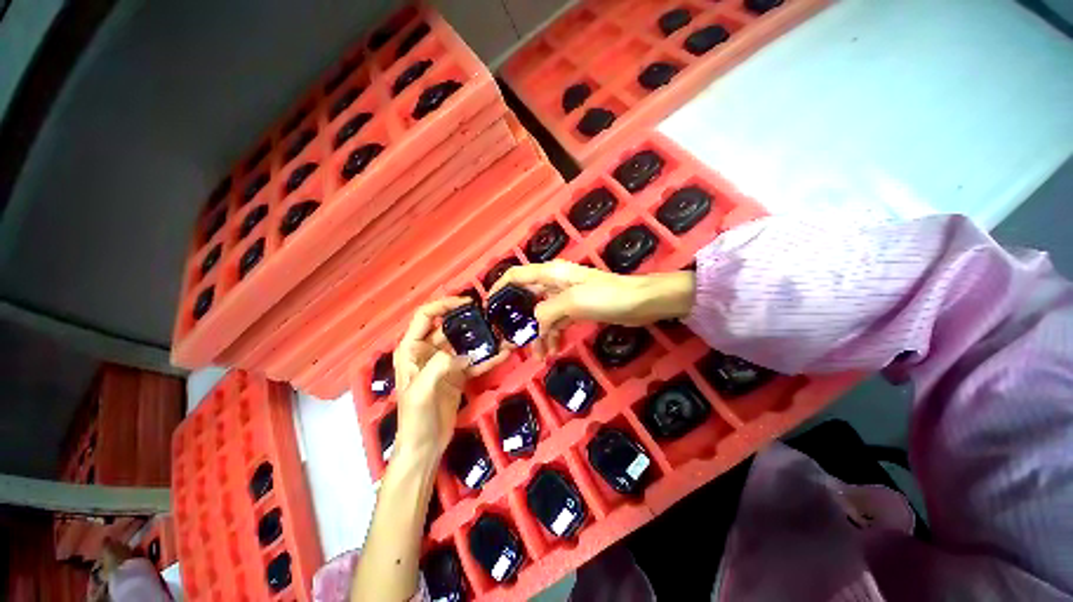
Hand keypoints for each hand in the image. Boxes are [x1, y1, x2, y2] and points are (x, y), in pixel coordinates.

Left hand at [391, 298, 506, 459]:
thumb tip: (466, 354)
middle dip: (470, 321)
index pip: (426, 316)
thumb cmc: (415, 419)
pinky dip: (488, 357)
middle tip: (491, 316)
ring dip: (483, 338)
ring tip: (502, 333)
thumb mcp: (421, 391)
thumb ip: (439, 366)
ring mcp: (445, 363)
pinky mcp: (458, 375)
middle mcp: (428, 351)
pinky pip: (474, 361)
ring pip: (465, 343)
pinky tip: (504, 353)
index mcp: (412, 349)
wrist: (425, 447)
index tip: (467, 303)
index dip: (444, 305)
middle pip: (450, 327)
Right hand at [490, 260, 695, 357]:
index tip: (489, 309)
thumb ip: (547, 312)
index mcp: (551, 274)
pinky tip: (554, 350)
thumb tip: (534, 324)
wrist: (641, 302)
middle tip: (513, 342)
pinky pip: (557, 323)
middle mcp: (554, 283)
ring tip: (540, 355)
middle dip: (520, 320)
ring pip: (542, 315)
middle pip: (527, 299)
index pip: (516, 276)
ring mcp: (565, 297)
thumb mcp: (573, 302)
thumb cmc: (607, 296)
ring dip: (539, 334)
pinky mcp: (576, 309)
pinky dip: (553, 335)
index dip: (500, 289)